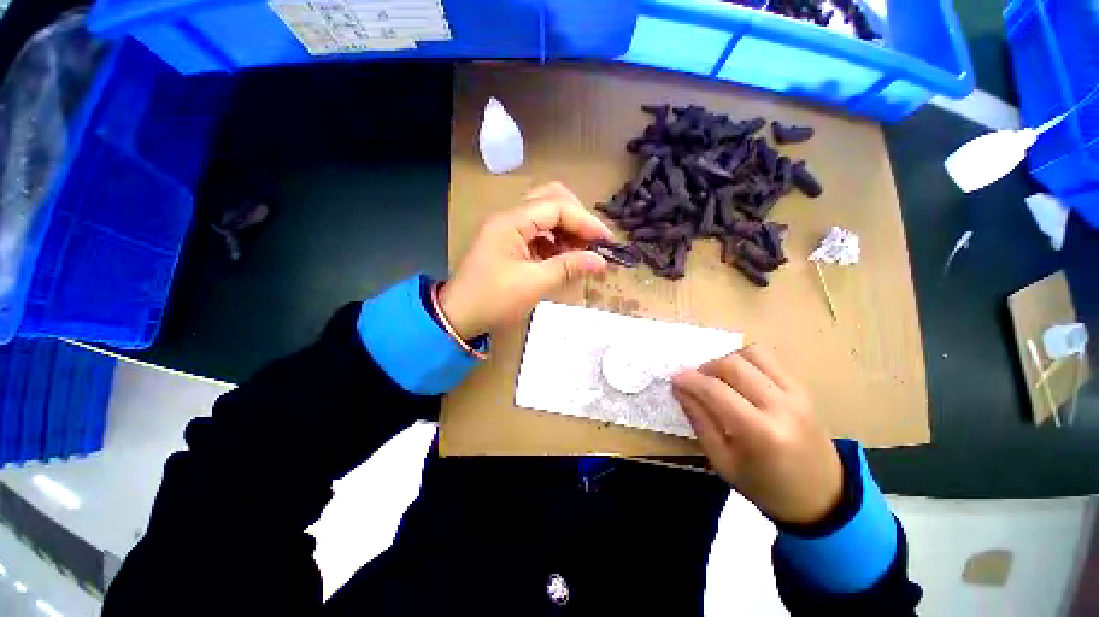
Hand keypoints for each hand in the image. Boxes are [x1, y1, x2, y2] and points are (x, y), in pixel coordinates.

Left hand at [439, 182, 612, 338]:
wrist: (458, 317)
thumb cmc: (493, 301)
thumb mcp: (534, 284)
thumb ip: (568, 268)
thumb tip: (601, 261)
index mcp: (511, 222)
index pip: (557, 207)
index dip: (585, 222)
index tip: (606, 241)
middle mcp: (509, 217)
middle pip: (550, 199)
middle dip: (576, 218)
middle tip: (591, 242)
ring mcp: (507, 229)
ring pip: (544, 215)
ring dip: (566, 229)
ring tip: (580, 253)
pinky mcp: (508, 243)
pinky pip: (537, 232)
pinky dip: (554, 241)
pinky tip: (563, 258)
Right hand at [672, 346, 842, 525]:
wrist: (822, 497)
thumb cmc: (765, 487)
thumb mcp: (722, 462)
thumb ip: (699, 421)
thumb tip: (680, 389)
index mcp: (760, 433)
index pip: (716, 391)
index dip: (690, 380)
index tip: (674, 379)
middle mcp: (780, 406)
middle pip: (733, 365)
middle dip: (705, 368)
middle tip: (695, 382)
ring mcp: (796, 394)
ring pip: (752, 354)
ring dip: (726, 360)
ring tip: (718, 379)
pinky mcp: (802, 388)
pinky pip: (768, 359)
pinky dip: (746, 361)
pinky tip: (739, 378)